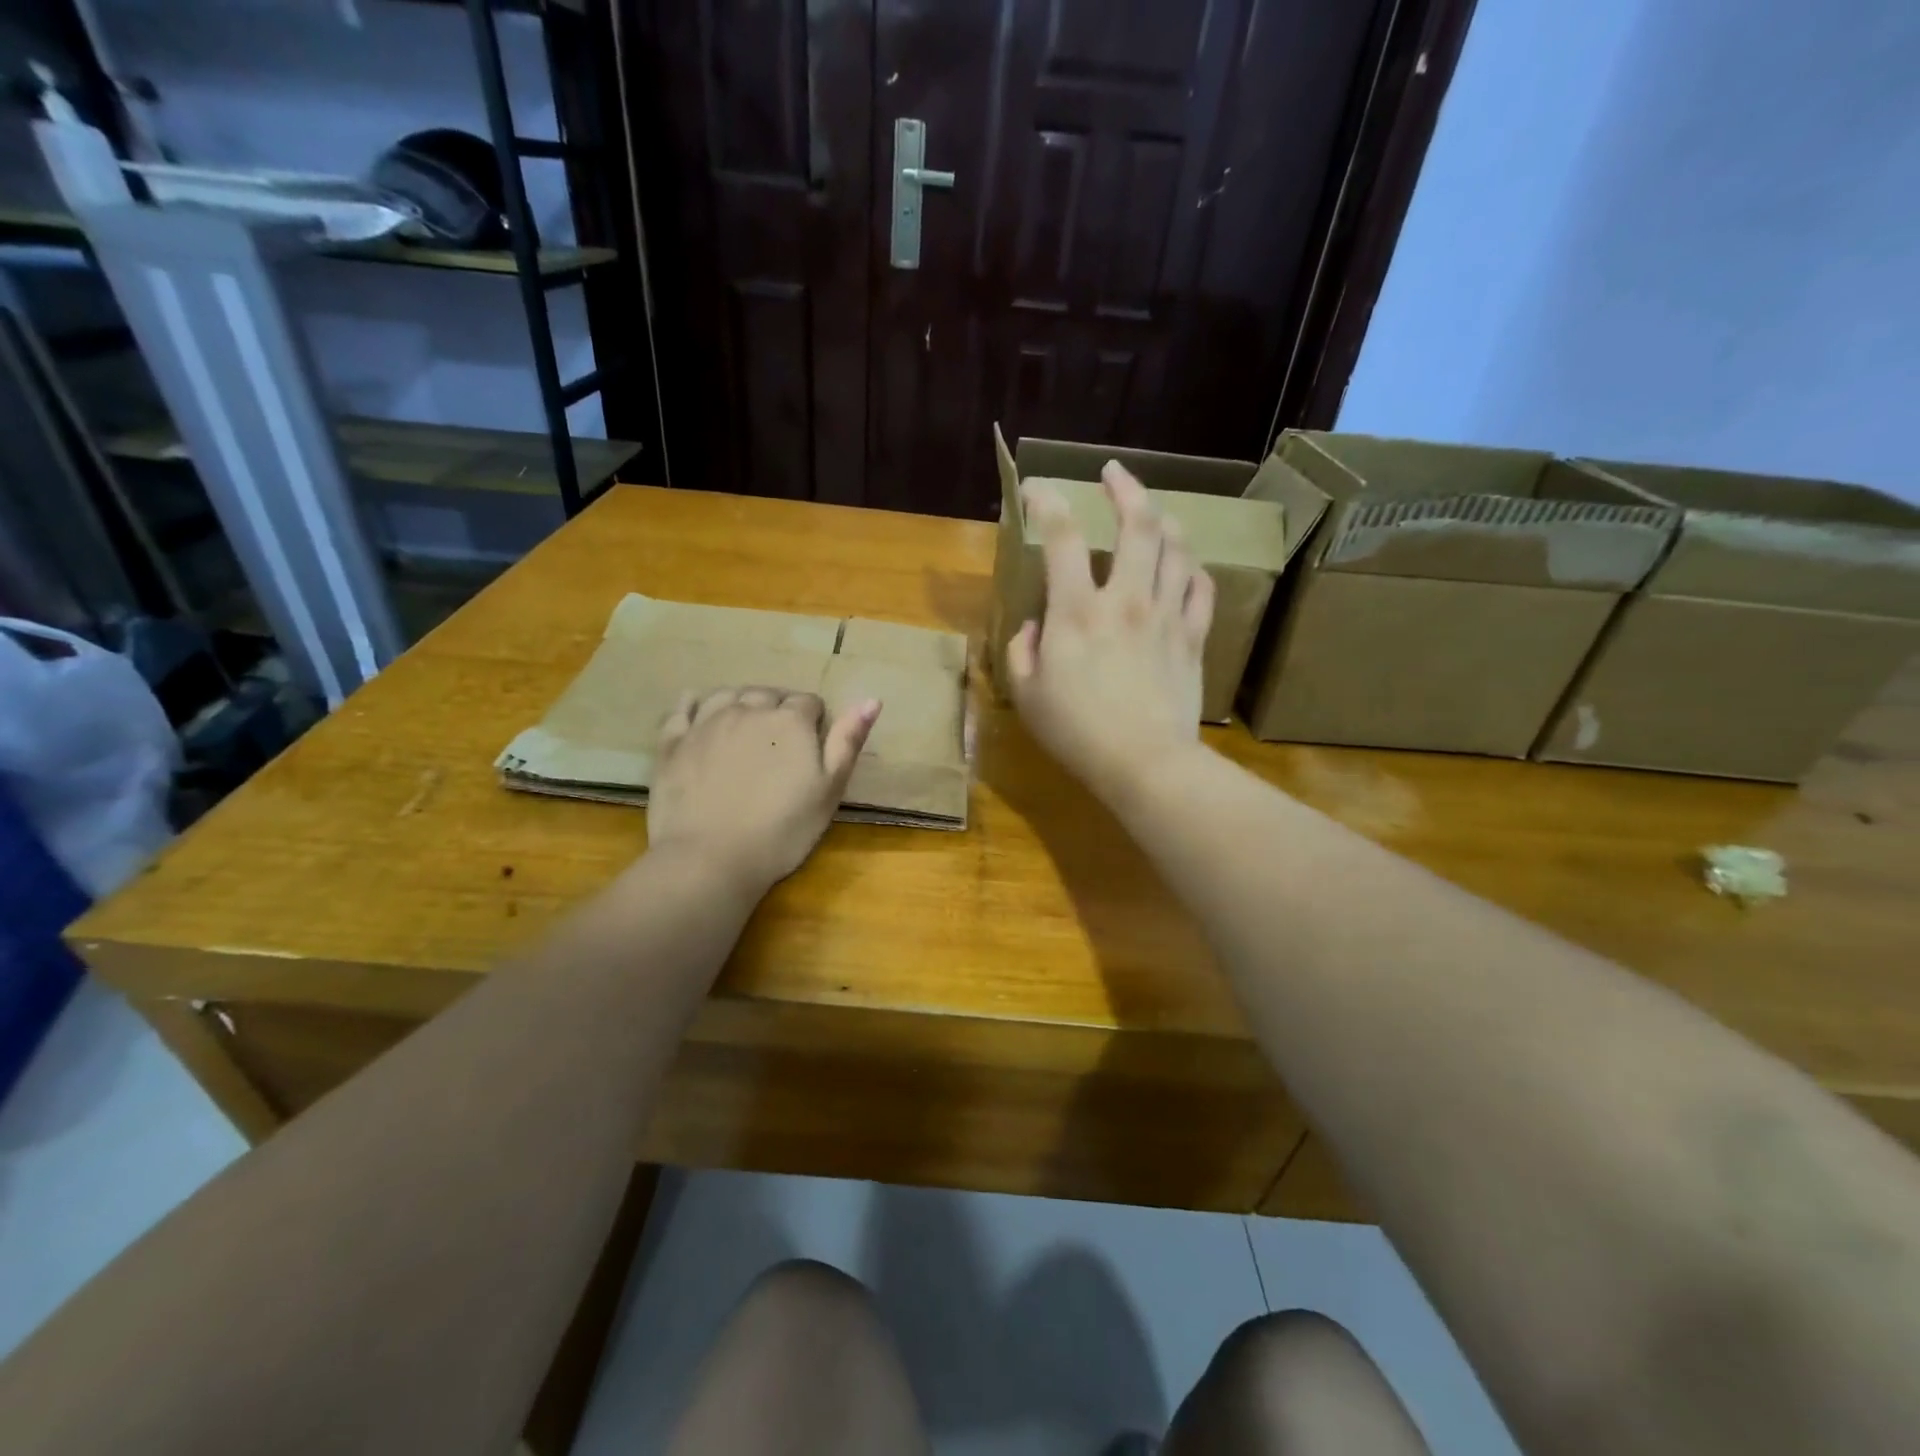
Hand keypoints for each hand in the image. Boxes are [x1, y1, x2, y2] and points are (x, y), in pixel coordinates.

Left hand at [644, 687, 880, 897]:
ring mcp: (706, 722)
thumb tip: (872, 699)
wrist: (711, 859)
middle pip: (769, 694)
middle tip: (780, 746)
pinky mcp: (673, 741)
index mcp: (790, 721)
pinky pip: (683, 707)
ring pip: (728, 694)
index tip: (812, 747)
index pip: (810, 703)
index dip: (815, 722)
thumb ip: (849, 740)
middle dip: (778, 710)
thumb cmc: (782, 830)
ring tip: (745, 728)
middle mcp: (748, 709)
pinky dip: (694, 704)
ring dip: (741, 704)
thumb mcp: (830, 790)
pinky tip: (699, 714)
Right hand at [1006, 462, 1213, 805]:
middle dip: (1126, 488)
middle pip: (1137, 524)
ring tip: (1151, 513)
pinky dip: (1191, 568)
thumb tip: (1034, 626)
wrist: (1145, 763)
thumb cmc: (1077, 732)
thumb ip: (1022, 651)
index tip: (1038, 489)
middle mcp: (1125, 599)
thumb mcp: (1027, 695)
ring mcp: (1166, 615)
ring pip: (1175, 548)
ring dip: (1163, 520)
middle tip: (1114, 473)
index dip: (1048, 503)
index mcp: (1077, 611)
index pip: (1062, 538)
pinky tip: (1183, 565)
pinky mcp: (1193, 637)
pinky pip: (1200, 588)